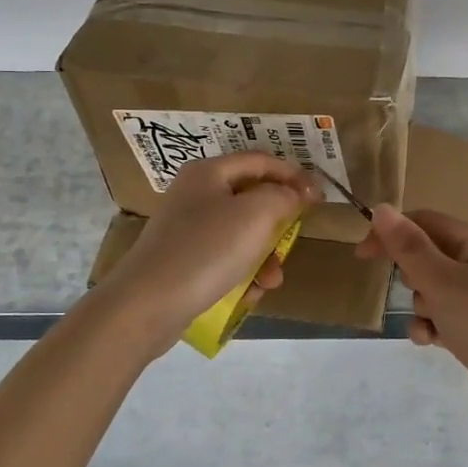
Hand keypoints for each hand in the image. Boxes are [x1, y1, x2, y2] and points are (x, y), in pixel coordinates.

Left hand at [98, 151, 320, 351]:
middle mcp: (196, 195)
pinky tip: (247, 294)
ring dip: (264, 257)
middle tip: (293, 243)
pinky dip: (242, 274)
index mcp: (209, 172)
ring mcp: (187, 229)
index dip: (294, 175)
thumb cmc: (206, 250)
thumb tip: (296, 193)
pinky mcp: (184, 261)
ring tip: (270, 281)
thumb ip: (283, 196)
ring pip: (242, 234)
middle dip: (278, 225)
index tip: (320, 198)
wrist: (147, 304)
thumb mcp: (256, 215)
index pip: (261, 161)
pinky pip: (225, 260)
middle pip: (252, 199)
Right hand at [357, 206, 467, 429]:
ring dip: (422, 307)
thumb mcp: (441, 280)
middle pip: (426, 256)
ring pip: (430, 290)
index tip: (362, 255)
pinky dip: (432, 327)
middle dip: (412, 276)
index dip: (391, 232)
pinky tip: (433, 342)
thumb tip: (381, 208)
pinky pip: (441, 317)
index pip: (424, 222)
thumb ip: (408, 246)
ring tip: (435, 324)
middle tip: (422, 292)